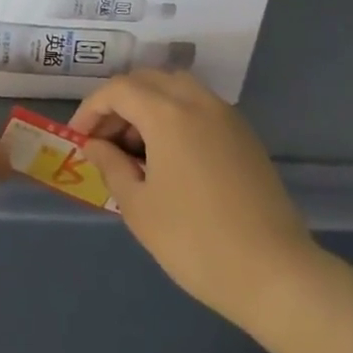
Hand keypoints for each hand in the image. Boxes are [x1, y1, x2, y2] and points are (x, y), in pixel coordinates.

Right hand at [72, 70, 317, 331]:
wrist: (273, 272)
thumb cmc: (195, 242)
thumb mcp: (139, 208)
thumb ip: (111, 166)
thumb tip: (95, 144)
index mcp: (167, 113)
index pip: (119, 90)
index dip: (92, 109)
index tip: (79, 138)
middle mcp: (197, 100)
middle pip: (147, 80)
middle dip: (119, 104)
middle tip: (104, 142)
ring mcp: (225, 114)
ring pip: (176, 88)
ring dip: (149, 105)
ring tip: (136, 149)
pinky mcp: (244, 133)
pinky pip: (199, 106)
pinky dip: (175, 115)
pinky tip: (170, 156)